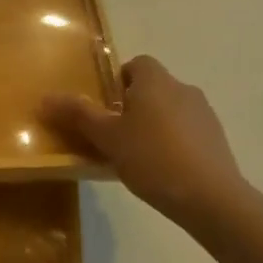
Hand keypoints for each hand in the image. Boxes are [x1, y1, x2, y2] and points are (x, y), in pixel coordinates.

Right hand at [42, 55, 260, 237]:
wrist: (211, 198)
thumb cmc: (152, 157)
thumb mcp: (106, 137)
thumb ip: (77, 114)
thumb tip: (45, 98)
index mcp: (155, 81)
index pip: (136, 64)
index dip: (118, 81)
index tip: (106, 108)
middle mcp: (182, 89)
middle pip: (152, 88)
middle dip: (133, 107)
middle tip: (114, 135)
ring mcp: (205, 115)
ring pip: (170, 111)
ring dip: (154, 126)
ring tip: (137, 157)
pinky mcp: (217, 141)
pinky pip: (187, 132)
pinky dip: (174, 144)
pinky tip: (162, 172)